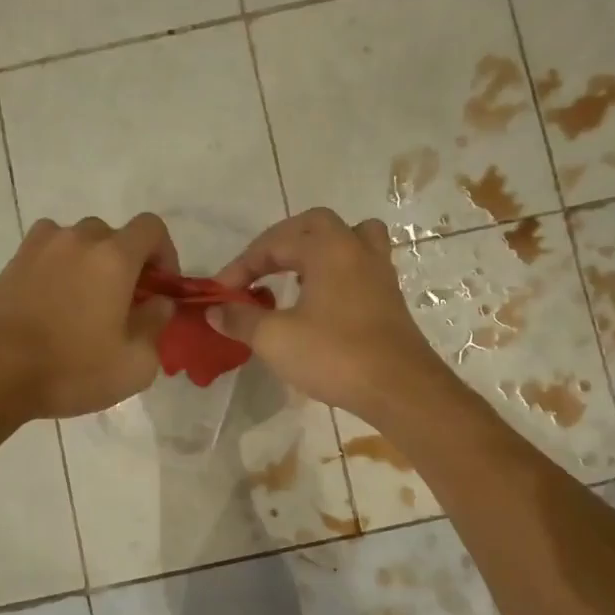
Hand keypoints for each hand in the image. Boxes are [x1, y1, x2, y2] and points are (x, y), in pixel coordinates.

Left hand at [0, 214, 177, 419]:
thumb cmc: (70, 369)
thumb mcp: (135, 364)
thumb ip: (156, 326)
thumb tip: (158, 303)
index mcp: (113, 257)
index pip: (151, 228)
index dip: (165, 254)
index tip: (161, 288)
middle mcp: (77, 240)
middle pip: (113, 235)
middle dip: (127, 263)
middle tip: (125, 304)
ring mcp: (38, 248)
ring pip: (77, 243)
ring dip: (91, 264)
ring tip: (86, 304)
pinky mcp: (11, 264)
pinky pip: (48, 254)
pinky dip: (59, 269)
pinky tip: (54, 306)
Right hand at [210, 208, 453, 422]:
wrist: (400, 388)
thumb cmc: (334, 355)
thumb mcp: (275, 339)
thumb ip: (241, 319)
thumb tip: (214, 310)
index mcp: (328, 247)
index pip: (274, 243)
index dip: (241, 266)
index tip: (221, 293)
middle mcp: (356, 248)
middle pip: (315, 225)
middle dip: (281, 243)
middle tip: (259, 270)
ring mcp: (379, 271)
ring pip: (348, 239)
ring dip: (317, 250)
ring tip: (296, 275)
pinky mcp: (390, 297)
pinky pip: (360, 265)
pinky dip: (337, 271)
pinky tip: (322, 301)